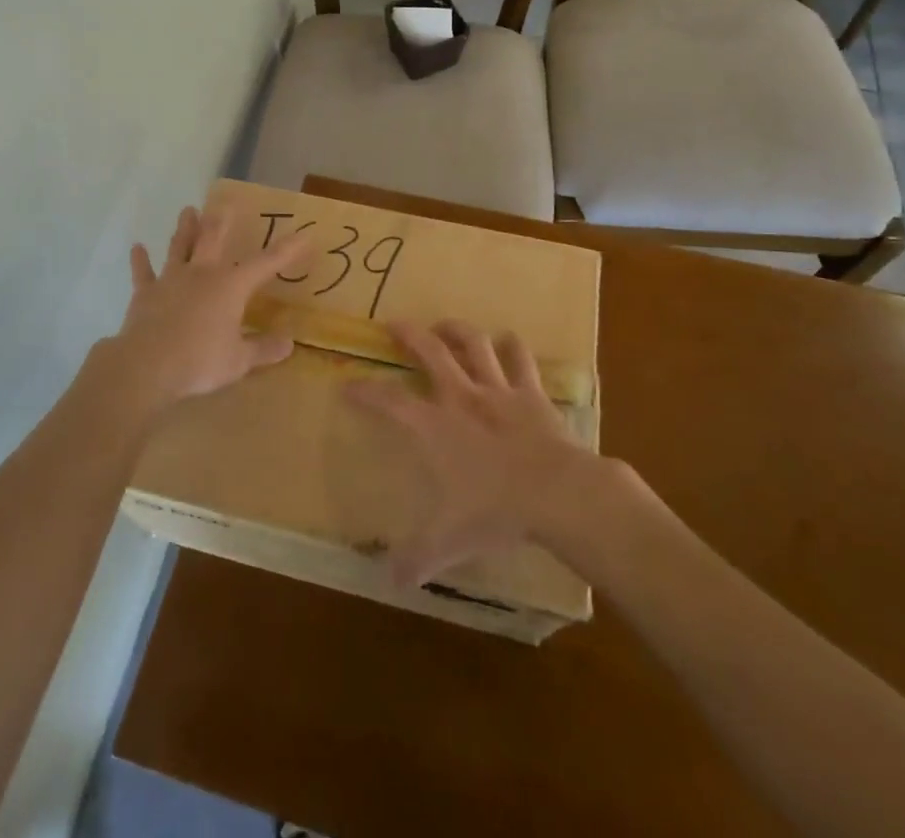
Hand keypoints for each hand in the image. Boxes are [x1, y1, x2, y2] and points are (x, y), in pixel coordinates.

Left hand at [84, 207, 310, 417]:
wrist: (147, 366)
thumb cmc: (200, 361)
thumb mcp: (239, 361)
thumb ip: (263, 350)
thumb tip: (289, 344)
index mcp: (231, 286)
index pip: (266, 263)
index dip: (287, 249)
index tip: (304, 234)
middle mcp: (202, 273)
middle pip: (213, 239)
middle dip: (222, 220)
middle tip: (227, 203)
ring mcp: (171, 280)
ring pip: (180, 247)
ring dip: (185, 229)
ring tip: (188, 211)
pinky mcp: (146, 293)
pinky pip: (143, 272)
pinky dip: (141, 260)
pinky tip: (137, 247)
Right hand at [347, 321, 595, 587]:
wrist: (556, 492)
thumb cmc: (496, 511)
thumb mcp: (450, 541)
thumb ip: (417, 558)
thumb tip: (389, 580)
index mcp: (434, 427)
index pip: (389, 401)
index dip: (365, 391)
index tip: (347, 385)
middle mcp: (461, 397)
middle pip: (430, 352)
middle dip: (408, 334)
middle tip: (394, 324)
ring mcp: (498, 390)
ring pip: (473, 344)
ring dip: (457, 330)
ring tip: (445, 325)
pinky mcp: (530, 392)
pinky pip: (520, 359)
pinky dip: (512, 347)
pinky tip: (507, 340)